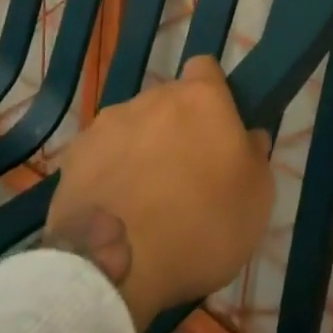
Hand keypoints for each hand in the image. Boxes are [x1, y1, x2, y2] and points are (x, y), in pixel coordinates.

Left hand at [44, 56, 274, 332]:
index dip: (213, 94)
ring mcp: (108, 123)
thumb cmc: (201, 226)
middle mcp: (153, 97)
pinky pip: (100, 154)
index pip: (206, 69)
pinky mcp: (75, 154)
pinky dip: (108, 173)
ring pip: (133, 126)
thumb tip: (247, 136)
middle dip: (176, 128)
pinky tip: (112, 210)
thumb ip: (254, 156)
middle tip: (184, 174)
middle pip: (168, 101)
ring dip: (141, 149)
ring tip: (143, 199)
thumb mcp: (257, 199)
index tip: (218, 129)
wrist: (116, 263)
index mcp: (201, 98)